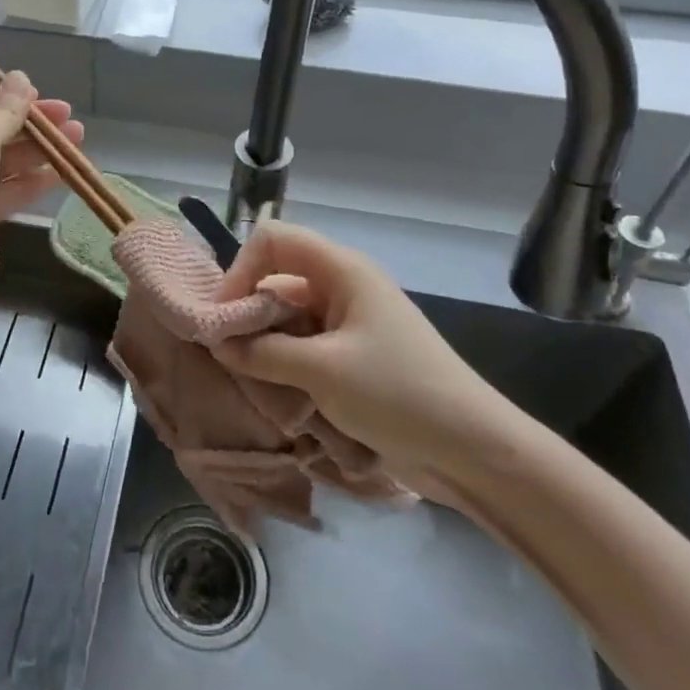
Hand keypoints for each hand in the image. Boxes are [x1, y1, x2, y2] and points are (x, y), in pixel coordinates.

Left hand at [0, 73, 83, 305]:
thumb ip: (5, 109)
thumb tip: (21, 77)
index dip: (6, 98)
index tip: (43, 97)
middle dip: (28, 126)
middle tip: (69, 118)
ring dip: (36, 152)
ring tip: (78, 140)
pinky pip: (2, 192)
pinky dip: (30, 181)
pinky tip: (62, 172)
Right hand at [209, 221, 528, 506]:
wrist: (472, 450)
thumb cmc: (397, 393)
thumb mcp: (322, 371)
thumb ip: (262, 352)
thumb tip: (217, 343)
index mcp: (342, 269)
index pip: (273, 240)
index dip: (241, 268)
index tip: (225, 316)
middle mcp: (342, 286)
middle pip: (277, 276)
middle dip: (248, 309)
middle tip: (227, 351)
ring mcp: (349, 321)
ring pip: (287, 314)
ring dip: (264, 340)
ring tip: (247, 376)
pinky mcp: (352, 355)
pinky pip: (303, 343)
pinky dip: (283, 361)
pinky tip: (273, 390)